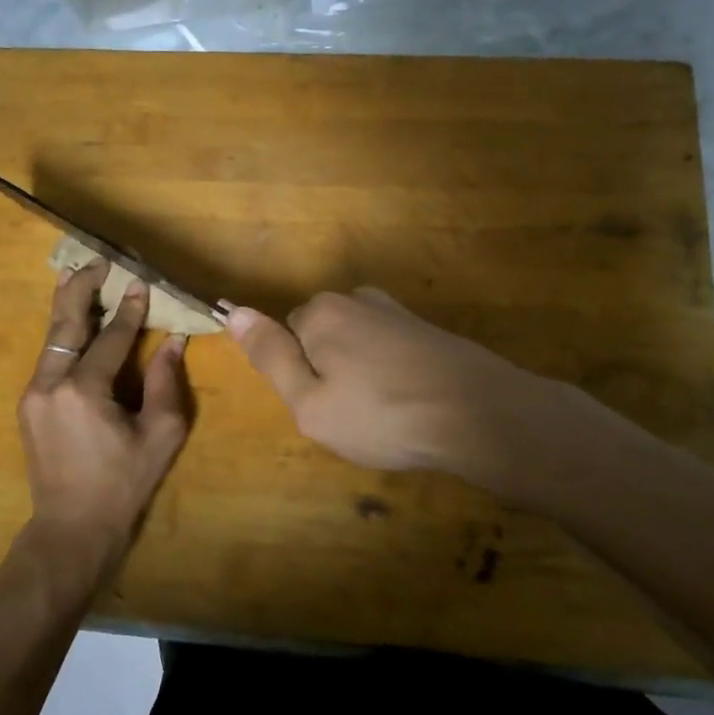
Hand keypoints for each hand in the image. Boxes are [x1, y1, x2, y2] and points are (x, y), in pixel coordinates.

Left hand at [17, 262, 190, 590]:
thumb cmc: (123, 485)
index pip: (111, 338)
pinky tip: (73, 321)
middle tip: (98, 262)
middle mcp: (51, 384)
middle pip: (66, 324)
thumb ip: (167, 385)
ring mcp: (34, 393)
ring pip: (52, 338)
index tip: (141, 283)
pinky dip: (63, 334)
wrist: (71, 528)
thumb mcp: (159, 436)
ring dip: (67, 306)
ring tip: (78, 276)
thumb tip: (173, 342)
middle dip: (82, 289)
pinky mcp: (29, 404)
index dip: (129, 311)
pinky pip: (48, 357)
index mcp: (84, 391)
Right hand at [227, 288, 594, 494]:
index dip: (300, 378)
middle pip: (321, 338)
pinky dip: (392, 375)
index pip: (285, 338)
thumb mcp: (309, 402)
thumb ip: (269, 356)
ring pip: (356, 346)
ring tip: (386, 414)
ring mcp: (396, 311)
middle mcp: (356, 299)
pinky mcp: (427, 329)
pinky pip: (389, 351)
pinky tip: (411, 403)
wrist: (481, 414)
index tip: (325, 407)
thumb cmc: (383, 415)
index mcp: (320, 312)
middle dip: (329, 373)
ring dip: (362, 375)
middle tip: (353, 415)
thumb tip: (232, 311)